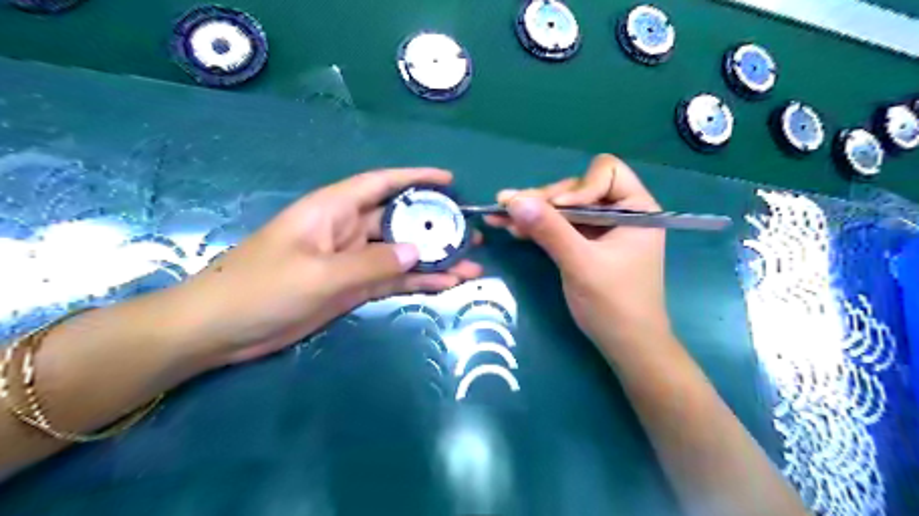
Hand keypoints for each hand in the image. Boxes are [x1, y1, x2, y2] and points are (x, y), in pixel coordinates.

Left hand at [167, 170, 480, 367]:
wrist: (221, 330)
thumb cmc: (261, 289)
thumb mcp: (319, 274)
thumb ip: (372, 262)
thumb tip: (417, 251)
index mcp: (333, 210)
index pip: (381, 183)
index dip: (416, 178)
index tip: (450, 181)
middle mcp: (347, 230)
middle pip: (400, 221)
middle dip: (436, 226)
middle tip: (472, 234)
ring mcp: (352, 261)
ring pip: (401, 254)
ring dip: (434, 259)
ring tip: (471, 265)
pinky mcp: (353, 287)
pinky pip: (392, 279)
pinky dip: (418, 281)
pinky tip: (446, 285)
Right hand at [487, 153, 668, 350]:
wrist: (626, 346)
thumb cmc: (614, 305)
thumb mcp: (581, 264)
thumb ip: (550, 230)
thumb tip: (513, 199)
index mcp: (636, 208)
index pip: (606, 172)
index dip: (578, 188)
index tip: (557, 212)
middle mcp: (620, 212)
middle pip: (577, 189)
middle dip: (544, 200)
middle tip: (508, 208)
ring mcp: (601, 229)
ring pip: (564, 208)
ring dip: (534, 213)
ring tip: (499, 215)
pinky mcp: (586, 244)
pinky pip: (560, 227)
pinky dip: (538, 227)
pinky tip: (512, 228)